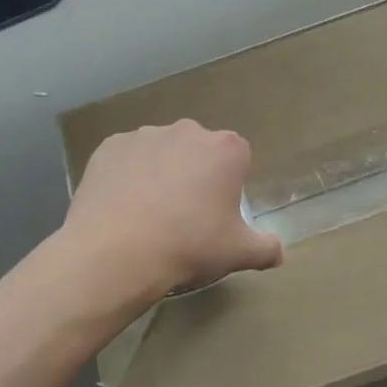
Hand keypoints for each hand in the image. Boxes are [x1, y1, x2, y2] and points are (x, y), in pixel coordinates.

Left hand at [64, 121, 282, 297]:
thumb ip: (266, 248)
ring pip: (162, 152)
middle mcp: (188, 131)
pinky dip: (127, 175)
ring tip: (148, 214)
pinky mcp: (109, 146)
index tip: (217, 213)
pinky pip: (126, 158)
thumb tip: (278, 252)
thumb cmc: (188, 246)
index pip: (238, 159)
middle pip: (199, 150)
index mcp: (227, 149)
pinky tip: (121, 207)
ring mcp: (145, 136)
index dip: (229, 185)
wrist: (114, 255)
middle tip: (185, 215)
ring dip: (161, 172)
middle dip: (195, 174)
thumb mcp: (238, 253)